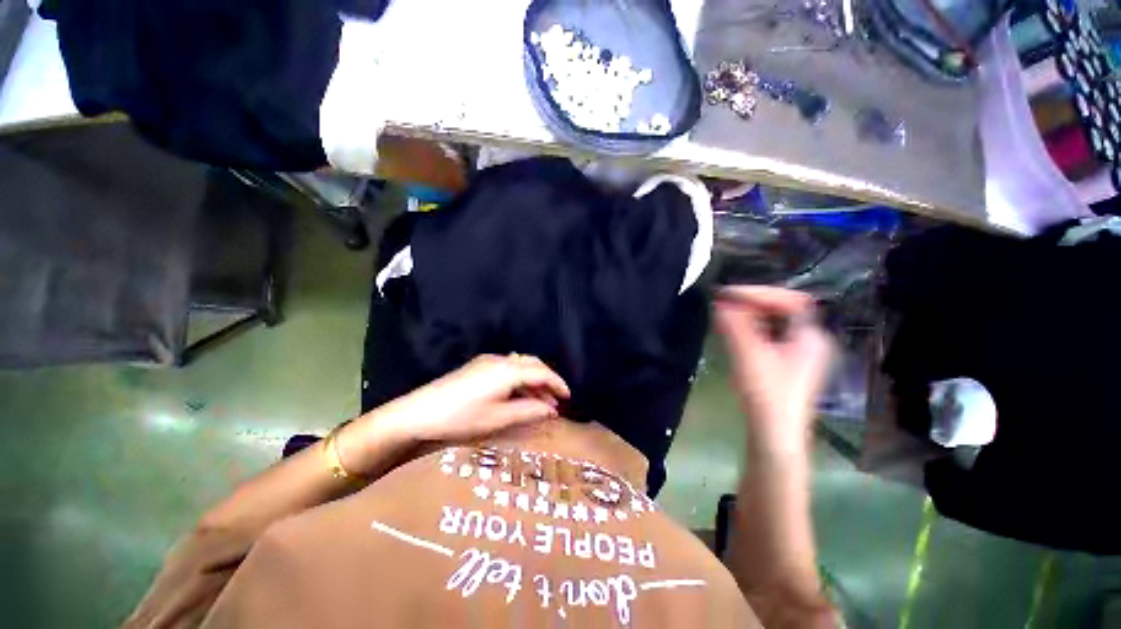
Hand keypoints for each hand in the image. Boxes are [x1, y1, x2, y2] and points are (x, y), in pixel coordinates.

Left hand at [377, 354, 569, 444]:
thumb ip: (529, 411)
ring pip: (520, 365)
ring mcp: (488, 361)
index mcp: (508, 370)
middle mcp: (501, 360)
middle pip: (533, 364)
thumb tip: (552, 409)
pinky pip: (508, 368)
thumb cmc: (461, 417)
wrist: (419, 411)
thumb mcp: (498, 418)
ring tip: (540, 401)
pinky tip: (519, 394)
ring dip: (533, 380)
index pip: (541, 372)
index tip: (569, 397)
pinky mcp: (479, 366)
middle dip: (548, 379)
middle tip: (556, 399)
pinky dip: (520, 379)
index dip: (558, 383)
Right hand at [715, 286, 832, 458]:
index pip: (790, 300)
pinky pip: (768, 335)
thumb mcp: (749, 355)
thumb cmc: (766, 395)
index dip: (759, 293)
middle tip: (725, 303)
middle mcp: (810, 341)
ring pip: (774, 323)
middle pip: (783, 309)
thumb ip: (734, 325)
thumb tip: (719, 301)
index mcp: (811, 337)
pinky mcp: (785, 364)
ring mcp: (798, 354)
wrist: (773, 435)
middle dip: (752, 303)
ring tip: (726, 314)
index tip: (729, 295)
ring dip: (749, 315)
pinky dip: (750, 329)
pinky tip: (734, 333)